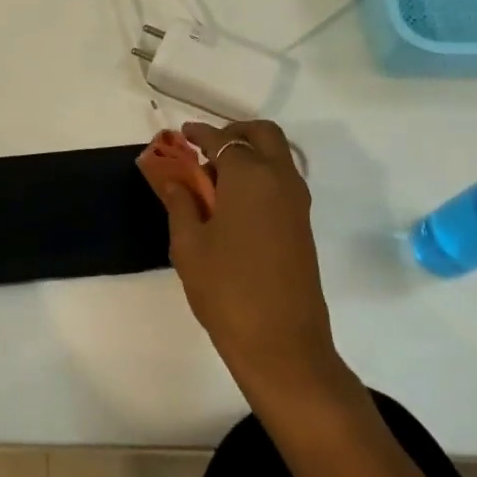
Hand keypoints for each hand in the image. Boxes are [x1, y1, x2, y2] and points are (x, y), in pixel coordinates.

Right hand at [137, 119, 357, 405]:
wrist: (281, 343)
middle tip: (204, 150)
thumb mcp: (188, 244)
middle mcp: (280, 180)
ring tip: (212, 181)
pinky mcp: (302, 225)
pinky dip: (259, 176)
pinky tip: (232, 204)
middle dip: (233, 133)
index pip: (222, 140)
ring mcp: (297, 203)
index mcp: (250, 177)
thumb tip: (174, 179)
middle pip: (263, 135)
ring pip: (276, 157)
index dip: (199, 133)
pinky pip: (281, 182)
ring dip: (248, 155)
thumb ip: (180, 203)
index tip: (181, 134)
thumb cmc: (226, 289)